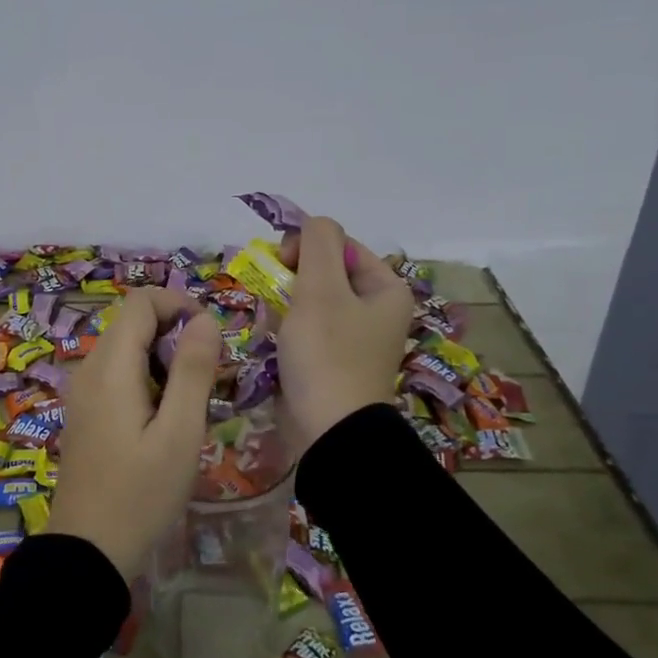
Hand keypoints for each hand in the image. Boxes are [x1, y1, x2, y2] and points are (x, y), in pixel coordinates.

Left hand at [53, 289, 221, 577]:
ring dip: (162, 357)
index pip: (141, 301)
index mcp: (110, 366)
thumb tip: (205, 320)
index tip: (210, 339)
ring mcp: (82, 390)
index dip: (179, 305)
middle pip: (132, 322)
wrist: (87, 551)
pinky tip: (164, 417)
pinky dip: (145, 377)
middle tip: (207, 376)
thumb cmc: (140, 493)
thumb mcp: (179, 433)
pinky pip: (117, 373)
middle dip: (174, 333)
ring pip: (126, 347)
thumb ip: (193, 370)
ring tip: (190, 400)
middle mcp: (89, 368)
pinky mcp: (84, 411)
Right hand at [275, 215, 415, 456]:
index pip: (339, 244)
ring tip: (272, 321)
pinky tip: (273, 339)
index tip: (281, 266)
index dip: (307, 247)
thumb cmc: (328, 354)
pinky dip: (287, 328)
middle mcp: (376, 310)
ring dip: (285, 303)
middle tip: (273, 295)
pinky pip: (307, 329)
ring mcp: (354, 338)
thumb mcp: (321, 288)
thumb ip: (316, 242)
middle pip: (325, 271)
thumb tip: (311, 224)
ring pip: (311, 300)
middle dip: (292, 278)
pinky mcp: (333, 361)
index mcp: (386, 288)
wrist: (330, 433)